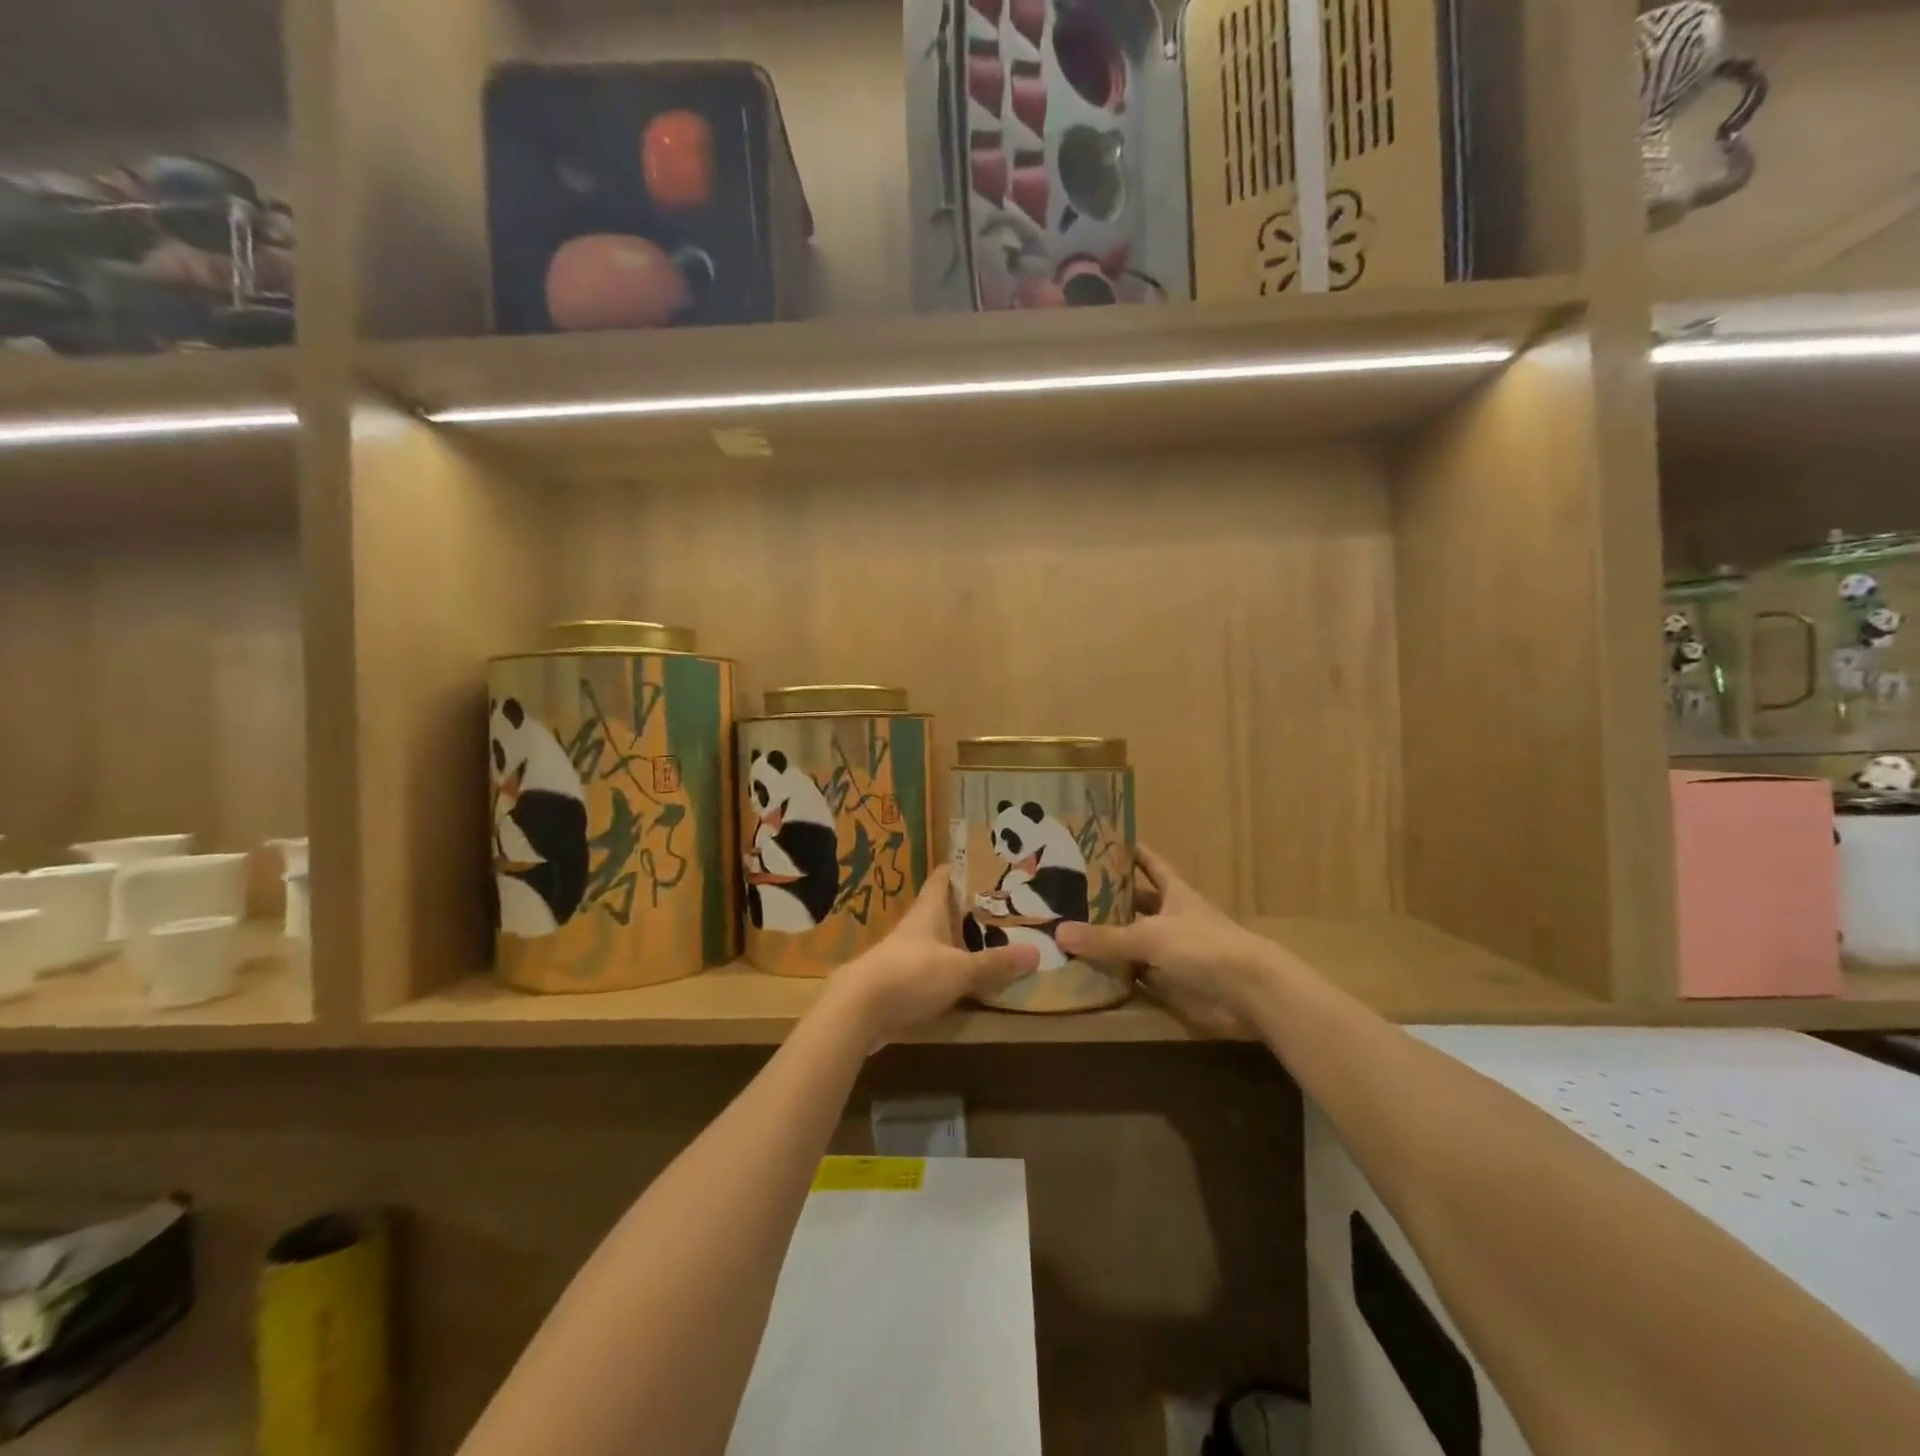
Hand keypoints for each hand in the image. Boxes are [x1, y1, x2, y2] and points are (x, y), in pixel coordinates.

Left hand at [823, 866, 1038, 1046]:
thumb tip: (1036, 952)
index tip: (990, 864)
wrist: (858, 1011)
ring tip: (1000, 942)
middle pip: (947, 909)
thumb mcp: (959, 969)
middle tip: (1009, 907)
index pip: (944, 876)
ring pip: (943, 940)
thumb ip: (995, 963)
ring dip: (965, 941)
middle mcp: (918, 926)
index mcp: (929, 910)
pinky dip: (955, 971)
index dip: (964, 867)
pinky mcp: (903, 981)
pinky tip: (974, 980)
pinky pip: (936, 969)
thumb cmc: (910, 975)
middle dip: (974, 908)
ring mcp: (908, 954)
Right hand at [1055, 846, 1274, 1036]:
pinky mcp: (1174, 981)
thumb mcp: (1150, 936)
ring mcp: (1175, 950)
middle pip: (1138, 903)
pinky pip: (1138, 974)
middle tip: (1069, 892)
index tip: (1100, 841)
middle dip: (1109, 898)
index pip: (1149, 863)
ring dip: (1110, 937)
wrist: (1248, 993)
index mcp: (1174, 892)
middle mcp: (1173, 917)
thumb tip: (1059, 932)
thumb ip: (1106, 938)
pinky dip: (1118, 973)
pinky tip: (1090, 971)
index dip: (1130, 851)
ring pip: (1135, 939)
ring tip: (1070, 930)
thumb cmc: (1203, 947)